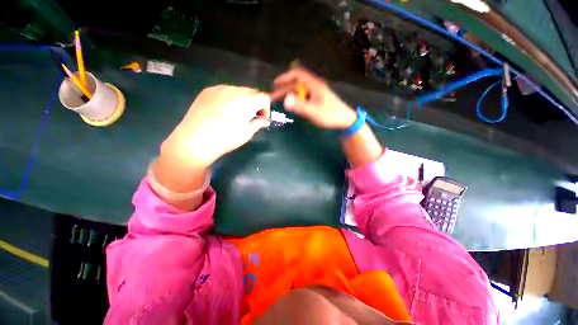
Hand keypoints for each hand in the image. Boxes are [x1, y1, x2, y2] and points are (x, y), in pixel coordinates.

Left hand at [162, 85, 270, 167]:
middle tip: (251, 117)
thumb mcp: (246, 134)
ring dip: (243, 100)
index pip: (264, 97)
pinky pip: (225, 90)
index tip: (261, 119)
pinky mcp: (208, 90)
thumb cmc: (225, 139)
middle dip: (255, 103)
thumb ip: (258, 124)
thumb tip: (265, 121)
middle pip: (252, 92)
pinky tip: (223, 111)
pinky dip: (230, 98)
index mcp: (247, 101)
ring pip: (239, 90)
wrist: (195, 140)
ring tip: (236, 114)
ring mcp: (219, 88)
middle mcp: (234, 90)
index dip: (266, 108)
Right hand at [271, 67, 355, 128]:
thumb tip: (285, 100)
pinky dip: (296, 99)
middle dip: (284, 89)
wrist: (345, 121)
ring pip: (299, 90)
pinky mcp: (318, 100)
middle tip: (273, 96)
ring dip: (289, 94)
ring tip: (279, 101)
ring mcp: (316, 93)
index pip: (297, 74)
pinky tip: (292, 104)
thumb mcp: (314, 111)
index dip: (285, 77)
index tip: (275, 84)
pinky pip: (304, 96)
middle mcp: (314, 86)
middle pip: (296, 83)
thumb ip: (300, 106)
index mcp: (314, 85)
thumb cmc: (330, 115)